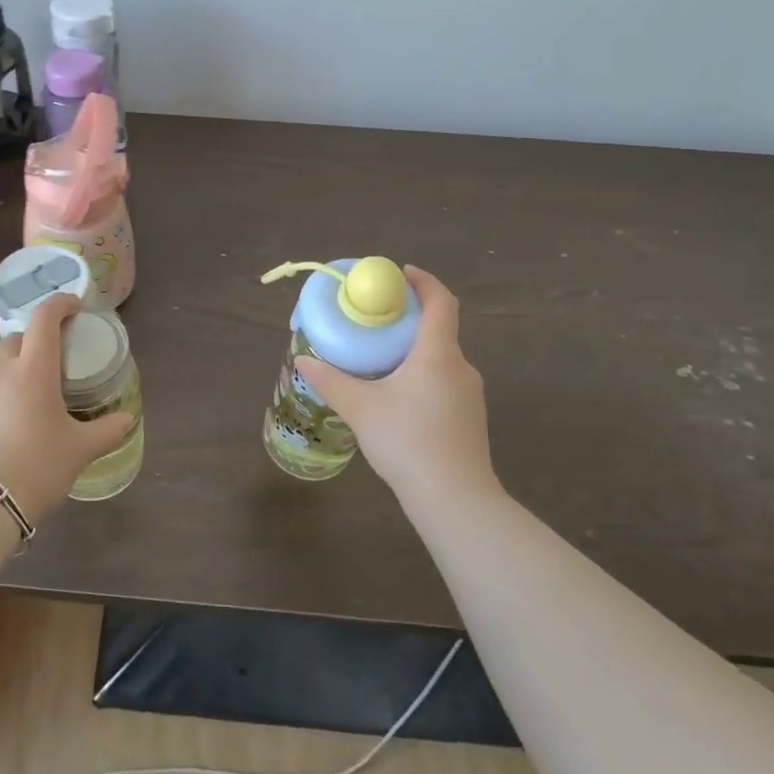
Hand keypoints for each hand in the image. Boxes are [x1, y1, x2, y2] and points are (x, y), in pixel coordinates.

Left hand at [0, 294, 133, 523]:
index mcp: (34, 369)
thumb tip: (127, 418)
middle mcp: (2, 371)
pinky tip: (11, 420)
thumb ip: (107, 430)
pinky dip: (1, 391)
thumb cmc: (37, 466)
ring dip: (17, 367)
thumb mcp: (80, 450)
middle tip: (57, 360)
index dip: (60, 304)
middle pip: (19, 338)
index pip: (45, 317)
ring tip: (34, 395)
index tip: (75, 307)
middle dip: (38, 340)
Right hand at [296, 266, 497, 514]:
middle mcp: (460, 367)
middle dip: (409, 320)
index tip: (400, 273)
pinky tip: (398, 399)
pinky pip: (445, 383)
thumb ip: (331, 381)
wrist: (456, 500)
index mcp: (437, 353)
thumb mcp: (361, 408)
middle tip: (377, 321)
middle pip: (439, 330)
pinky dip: (422, 376)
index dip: (423, 282)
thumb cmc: (408, 441)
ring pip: (441, 359)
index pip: (441, 301)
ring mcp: (470, 395)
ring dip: (414, 351)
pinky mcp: (470, 419)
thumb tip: (303, 360)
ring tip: (381, 360)